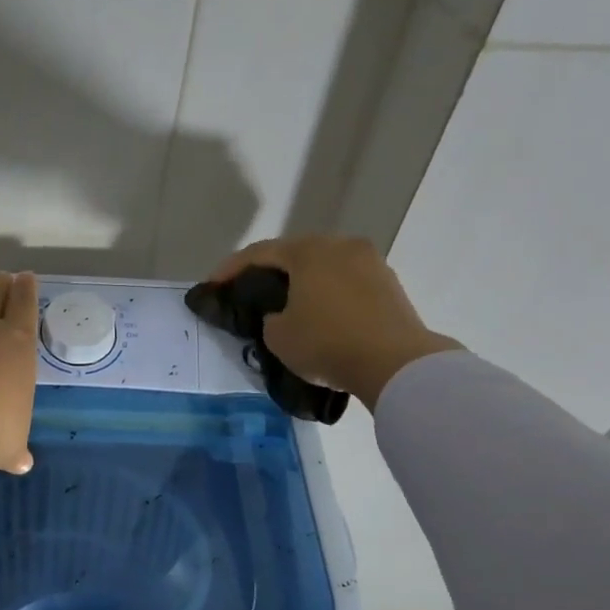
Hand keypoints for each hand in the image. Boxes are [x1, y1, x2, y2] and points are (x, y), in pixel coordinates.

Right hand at [209, 236, 460, 409]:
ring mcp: (370, 263)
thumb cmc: (327, 342)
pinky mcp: (389, 285)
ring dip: (302, 282)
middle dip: (269, 272)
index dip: (230, 269)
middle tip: (250, 292)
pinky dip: (328, 294)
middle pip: (295, 254)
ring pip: (324, 267)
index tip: (213, 285)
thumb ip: (270, 318)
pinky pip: (346, 283)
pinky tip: (320, 315)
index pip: (259, 253)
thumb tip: (281, 315)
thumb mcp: (278, 336)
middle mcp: (340, 246)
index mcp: (308, 251)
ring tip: (287, 305)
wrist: (396, 363)